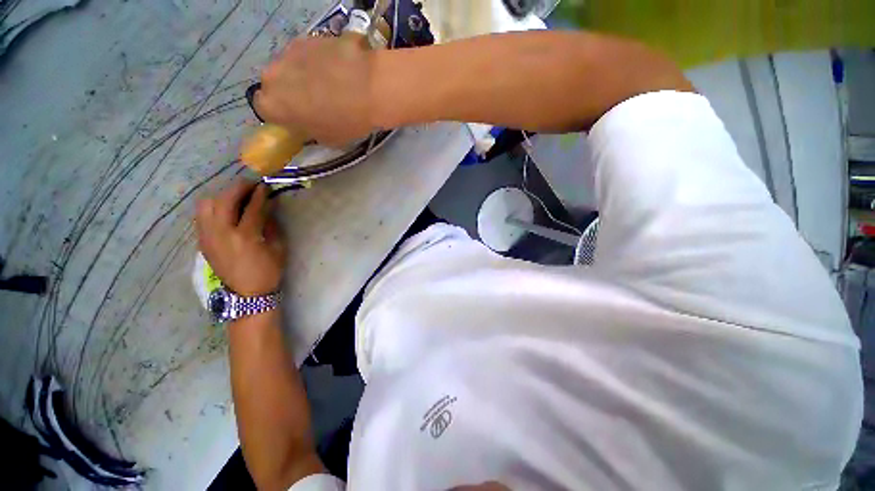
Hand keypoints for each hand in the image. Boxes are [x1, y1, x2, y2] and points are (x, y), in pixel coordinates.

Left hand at [195, 180, 285, 295]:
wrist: (247, 293)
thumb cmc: (268, 270)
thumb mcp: (278, 247)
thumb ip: (271, 224)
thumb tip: (267, 206)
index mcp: (245, 236)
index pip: (252, 207)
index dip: (261, 194)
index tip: (266, 186)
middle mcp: (222, 233)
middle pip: (225, 200)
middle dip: (239, 189)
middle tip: (250, 186)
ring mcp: (207, 237)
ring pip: (206, 205)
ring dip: (222, 197)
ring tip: (236, 199)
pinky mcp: (202, 241)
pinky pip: (202, 216)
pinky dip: (213, 208)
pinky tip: (226, 212)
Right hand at [255, 37, 374, 146]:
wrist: (369, 88)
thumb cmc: (347, 122)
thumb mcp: (328, 139)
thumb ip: (310, 130)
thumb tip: (309, 124)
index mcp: (273, 106)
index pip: (265, 109)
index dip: (282, 114)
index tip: (298, 118)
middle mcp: (272, 75)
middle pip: (275, 85)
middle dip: (291, 92)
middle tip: (316, 101)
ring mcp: (288, 52)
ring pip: (290, 67)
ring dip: (303, 75)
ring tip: (331, 84)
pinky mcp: (307, 37)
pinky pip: (307, 53)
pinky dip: (318, 61)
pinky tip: (338, 69)